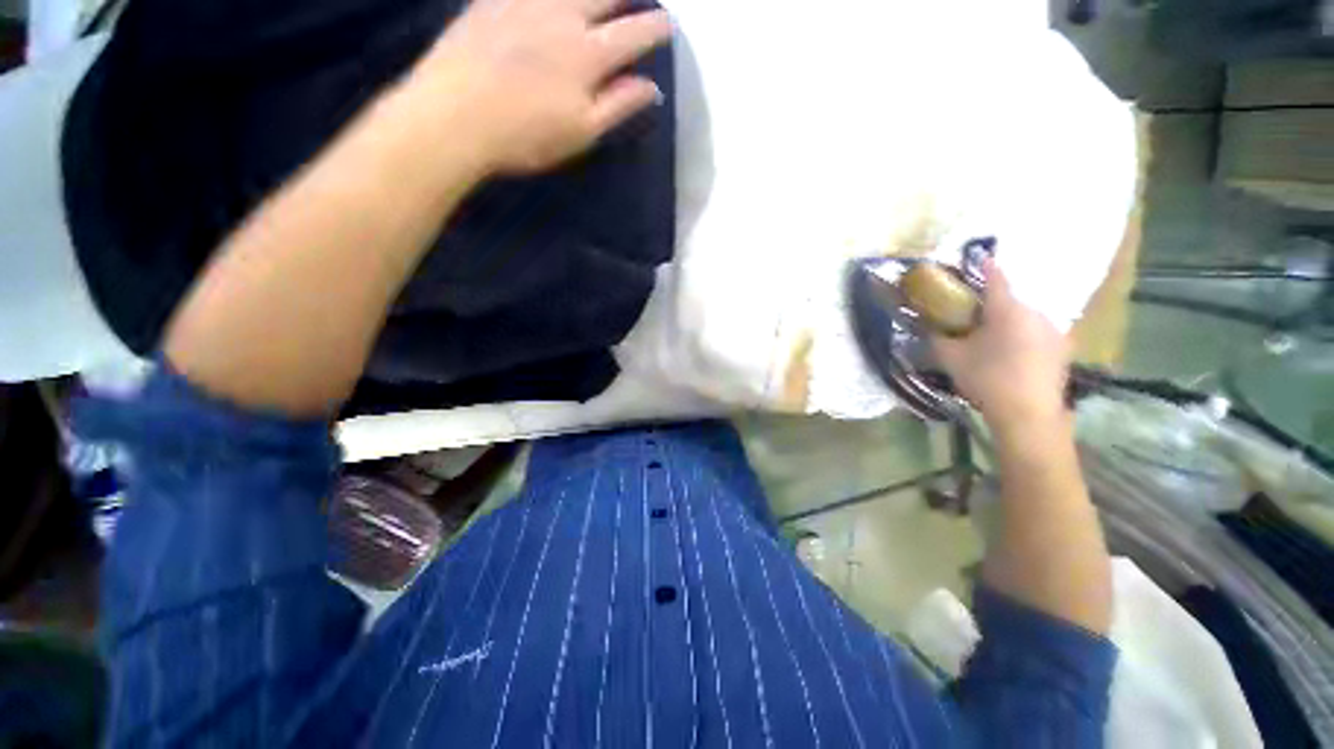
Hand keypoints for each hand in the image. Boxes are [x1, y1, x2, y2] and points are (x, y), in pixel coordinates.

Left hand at [416, 0, 671, 174]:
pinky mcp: (492, 0)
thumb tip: (652, 86)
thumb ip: (618, 105)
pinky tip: (551, 3)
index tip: (667, 25)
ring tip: (595, 2)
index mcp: (588, 54)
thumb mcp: (581, 132)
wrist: (453, 115)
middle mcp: (561, 15)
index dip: (654, 28)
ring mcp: (524, 1)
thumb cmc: (525, 134)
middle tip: (634, 3)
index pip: (633, 33)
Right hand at [932, 259, 1070, 429]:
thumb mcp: (951, 358)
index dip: (984, 266)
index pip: (995, 277)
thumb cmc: (987, 378)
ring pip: (1027, 315)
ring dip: (1011, 318)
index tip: (976, 259)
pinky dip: (1025, 333)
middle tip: (976, 312)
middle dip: (994, 301)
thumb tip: (927, 328)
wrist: (1028, 413)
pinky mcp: (1063, 348)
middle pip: (1012, 297)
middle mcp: (1036, 312)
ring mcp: (1054, 329)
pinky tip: (1014, 351)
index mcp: (1007, 309)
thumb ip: (938, 338)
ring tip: (995, 334)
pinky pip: (1039, 330)